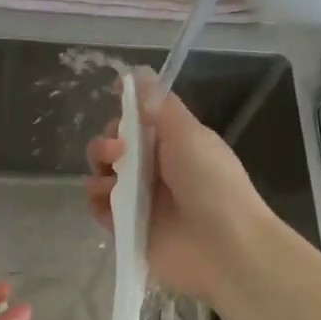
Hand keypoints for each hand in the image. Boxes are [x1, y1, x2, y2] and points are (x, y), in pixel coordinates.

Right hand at [85, 73, 271, 303]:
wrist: (224, 247)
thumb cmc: (211, 183)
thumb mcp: (189, 134)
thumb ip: (159, 105)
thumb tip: (137, 72)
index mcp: (173, 144)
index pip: (138, 121)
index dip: (124, 112)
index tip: (116, 104)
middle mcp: (154, 170)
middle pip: (114, 147)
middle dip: (107, 142)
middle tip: (118, 150)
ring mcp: (139, 200)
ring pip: (103, 175)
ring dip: (99, 170)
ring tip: (113, 180)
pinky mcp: (126, 228)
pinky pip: (99, 208)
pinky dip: (97, 201)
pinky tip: (107, 200)